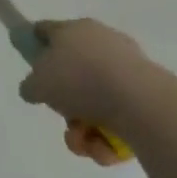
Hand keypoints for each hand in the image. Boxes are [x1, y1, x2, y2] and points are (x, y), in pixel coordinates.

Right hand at [19, 19, 162, 166]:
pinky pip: (116, 117)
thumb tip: (35, 89)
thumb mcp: (38, 83)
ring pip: (93, 102)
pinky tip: (103, 147)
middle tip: (62, 116)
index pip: (47, 31)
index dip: (34, 44)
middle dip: (64, 104)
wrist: (139, 102)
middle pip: (72, 74)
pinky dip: (106, 135)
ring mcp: (126, 70)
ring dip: (82, 127)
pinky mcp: (146, 96)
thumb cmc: (80, 80)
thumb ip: (30, 86)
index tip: (30, 64)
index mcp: (74, 30)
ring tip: (83, 140)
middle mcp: (102, 44)